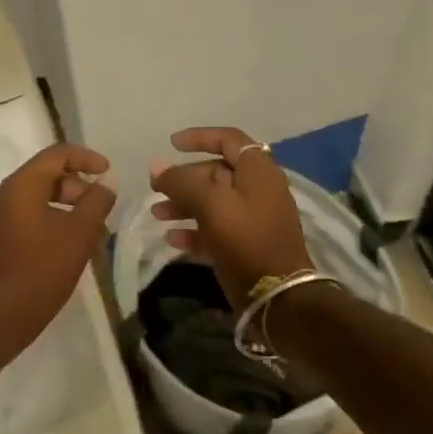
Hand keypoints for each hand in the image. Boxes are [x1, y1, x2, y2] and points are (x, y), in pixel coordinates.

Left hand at [0, 143, 116, 359]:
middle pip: (45, 176)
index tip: (108, 172)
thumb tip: (105, 184)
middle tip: (101, 210)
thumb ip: (96, 204)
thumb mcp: (78, 236)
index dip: (86, 158)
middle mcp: (1, 196)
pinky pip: (24, 219)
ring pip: (35, 200)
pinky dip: (48, 223)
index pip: (56, 154)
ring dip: (65, 208)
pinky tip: (65, 249)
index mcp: (20, 186)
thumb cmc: (38, 273)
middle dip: (77, 187)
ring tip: (89, 232)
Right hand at [149, 127, 312, 308]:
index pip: (229, 139)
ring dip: (184, 205)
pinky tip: (172, 239)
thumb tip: (156, 166)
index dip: (199, 137)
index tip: (171, 144)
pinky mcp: (247, 245)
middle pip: (217, 172)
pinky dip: (194, 230)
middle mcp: (258, 190)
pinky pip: (216, 229)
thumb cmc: (245, 240)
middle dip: (184, 178)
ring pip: (213, 202)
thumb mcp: (211, 205)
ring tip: (157, 214)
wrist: (277, 296)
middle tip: (156, 187)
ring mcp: (254, 219)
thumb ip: (182, 182)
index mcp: (258, 171)